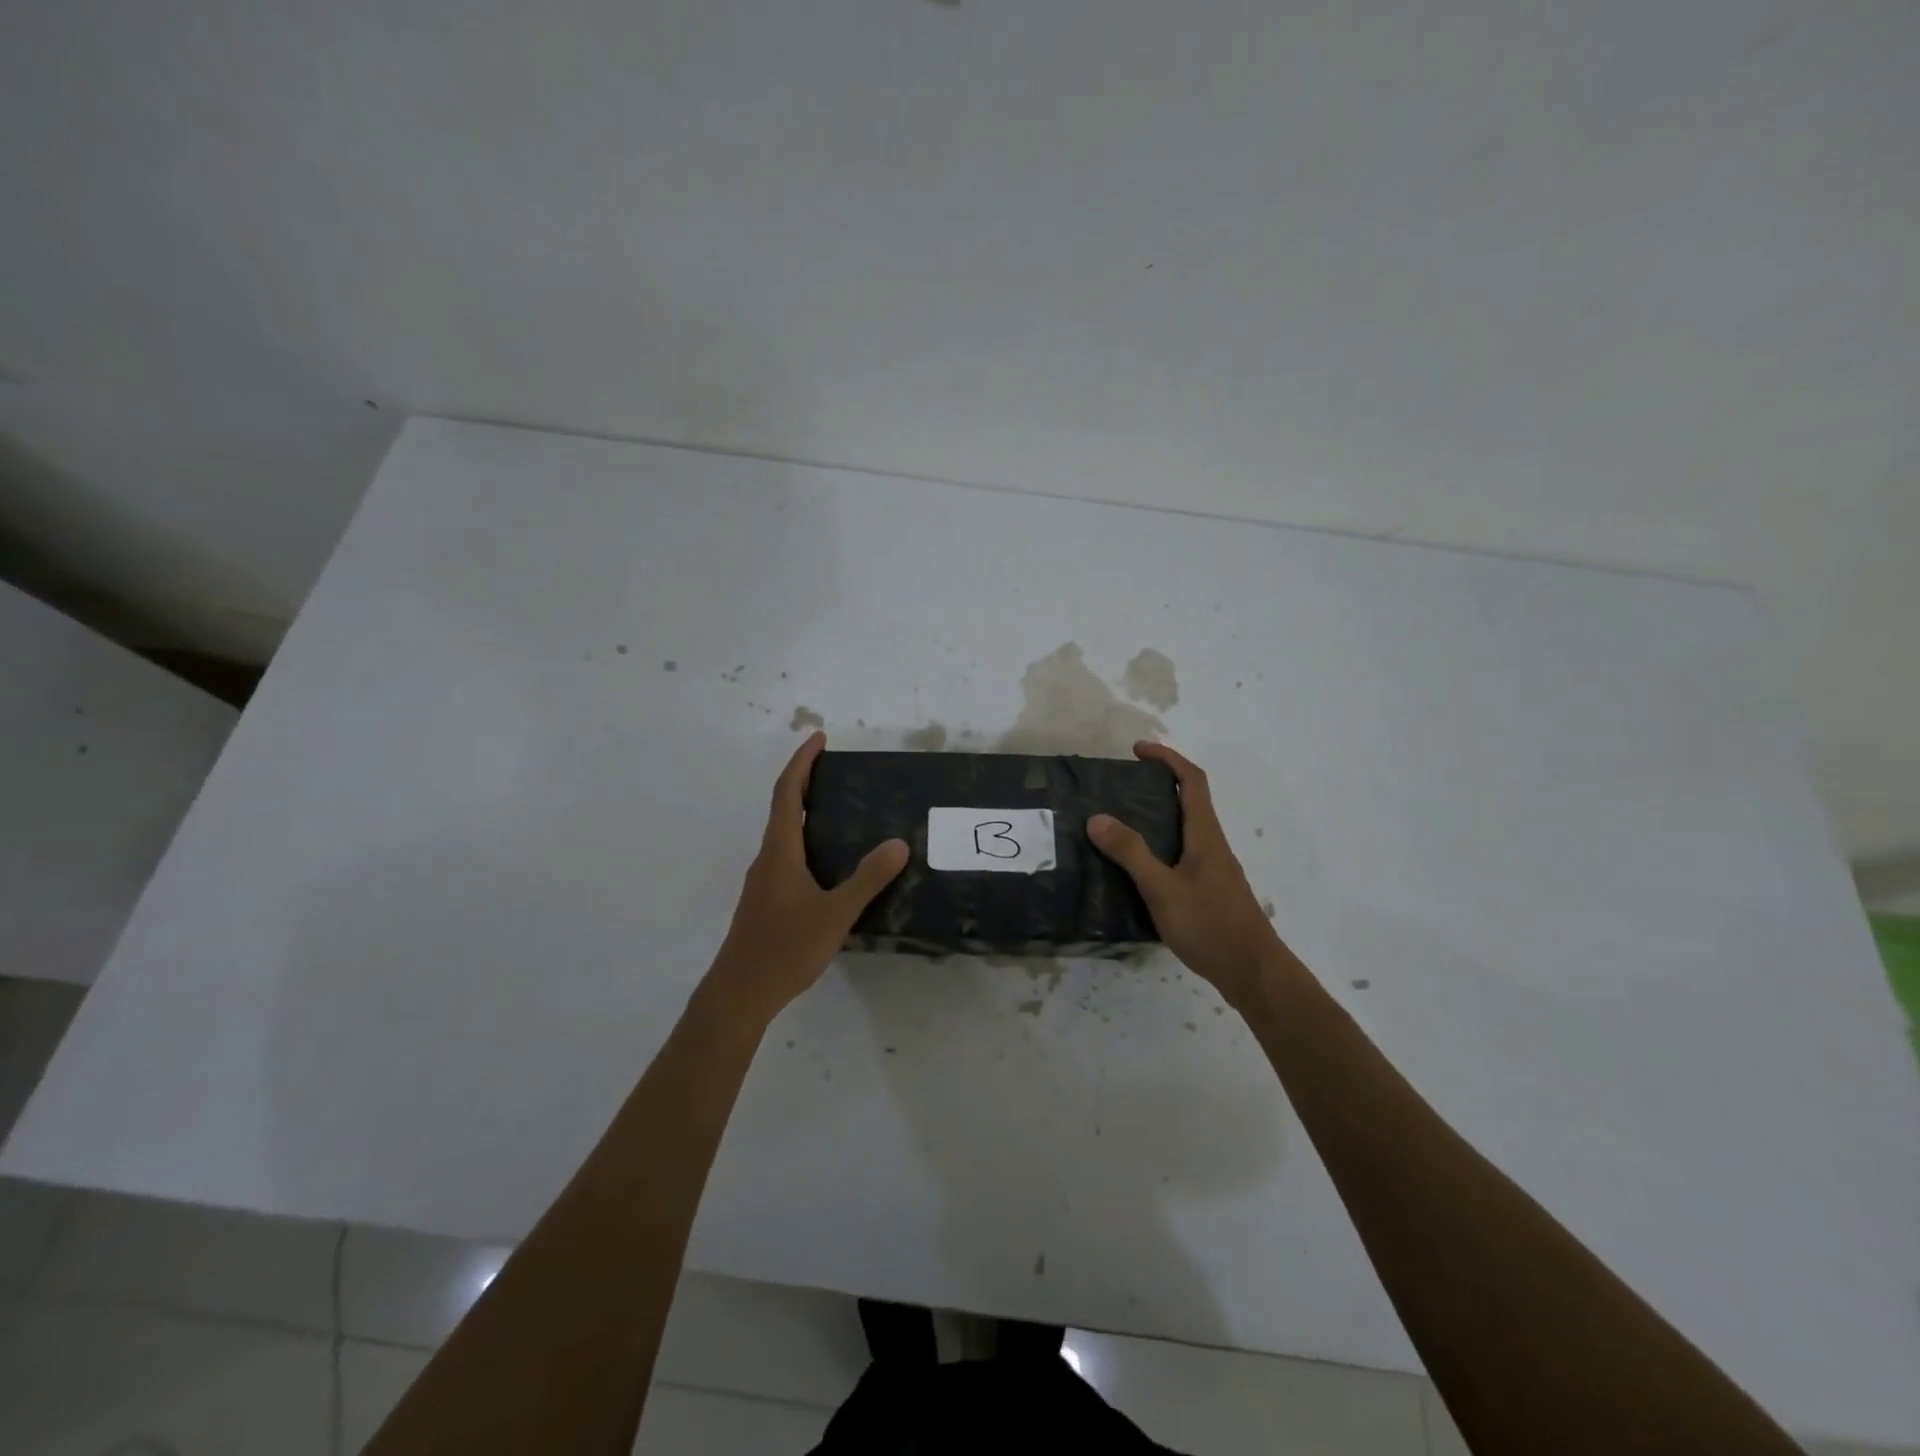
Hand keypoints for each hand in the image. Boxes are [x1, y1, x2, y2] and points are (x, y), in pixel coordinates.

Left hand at [705, 731, 908, 1025]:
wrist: (740, 993)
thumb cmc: (784, 948)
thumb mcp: (834, 913)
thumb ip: (867, 879)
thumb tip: (898, 844)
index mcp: (780, 851)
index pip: (788, 792)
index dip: (803, 762)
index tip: (820, 738)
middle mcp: (768, 858)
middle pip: (784, 808)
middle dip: (806, 782)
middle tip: (837, 770)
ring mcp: (764, 881)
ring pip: (785, 834)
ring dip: (806, 812)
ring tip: (841, 811)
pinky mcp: (766, 901)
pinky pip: (788, 856)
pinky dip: (807, 841)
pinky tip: (830, 863)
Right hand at [1089, 741, 1281, 1006]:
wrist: (1254, 973)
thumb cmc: (1210, 926)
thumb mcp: (1162, 889)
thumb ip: (1131, 854)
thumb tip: (1097, 818)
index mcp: (1206, 835)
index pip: (1192, 781)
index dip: (1167, 759)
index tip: (1138, 750)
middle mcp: (1213, 846)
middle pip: (1190, 802)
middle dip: (1158, 786)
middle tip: (1120, 789)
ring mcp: (1215, 870)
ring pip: (1186, 830)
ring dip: (1158, 818)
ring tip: (1120, 826)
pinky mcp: (1211, 892)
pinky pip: (1183, 855)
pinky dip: (1161, 847)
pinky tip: (1139, 871)